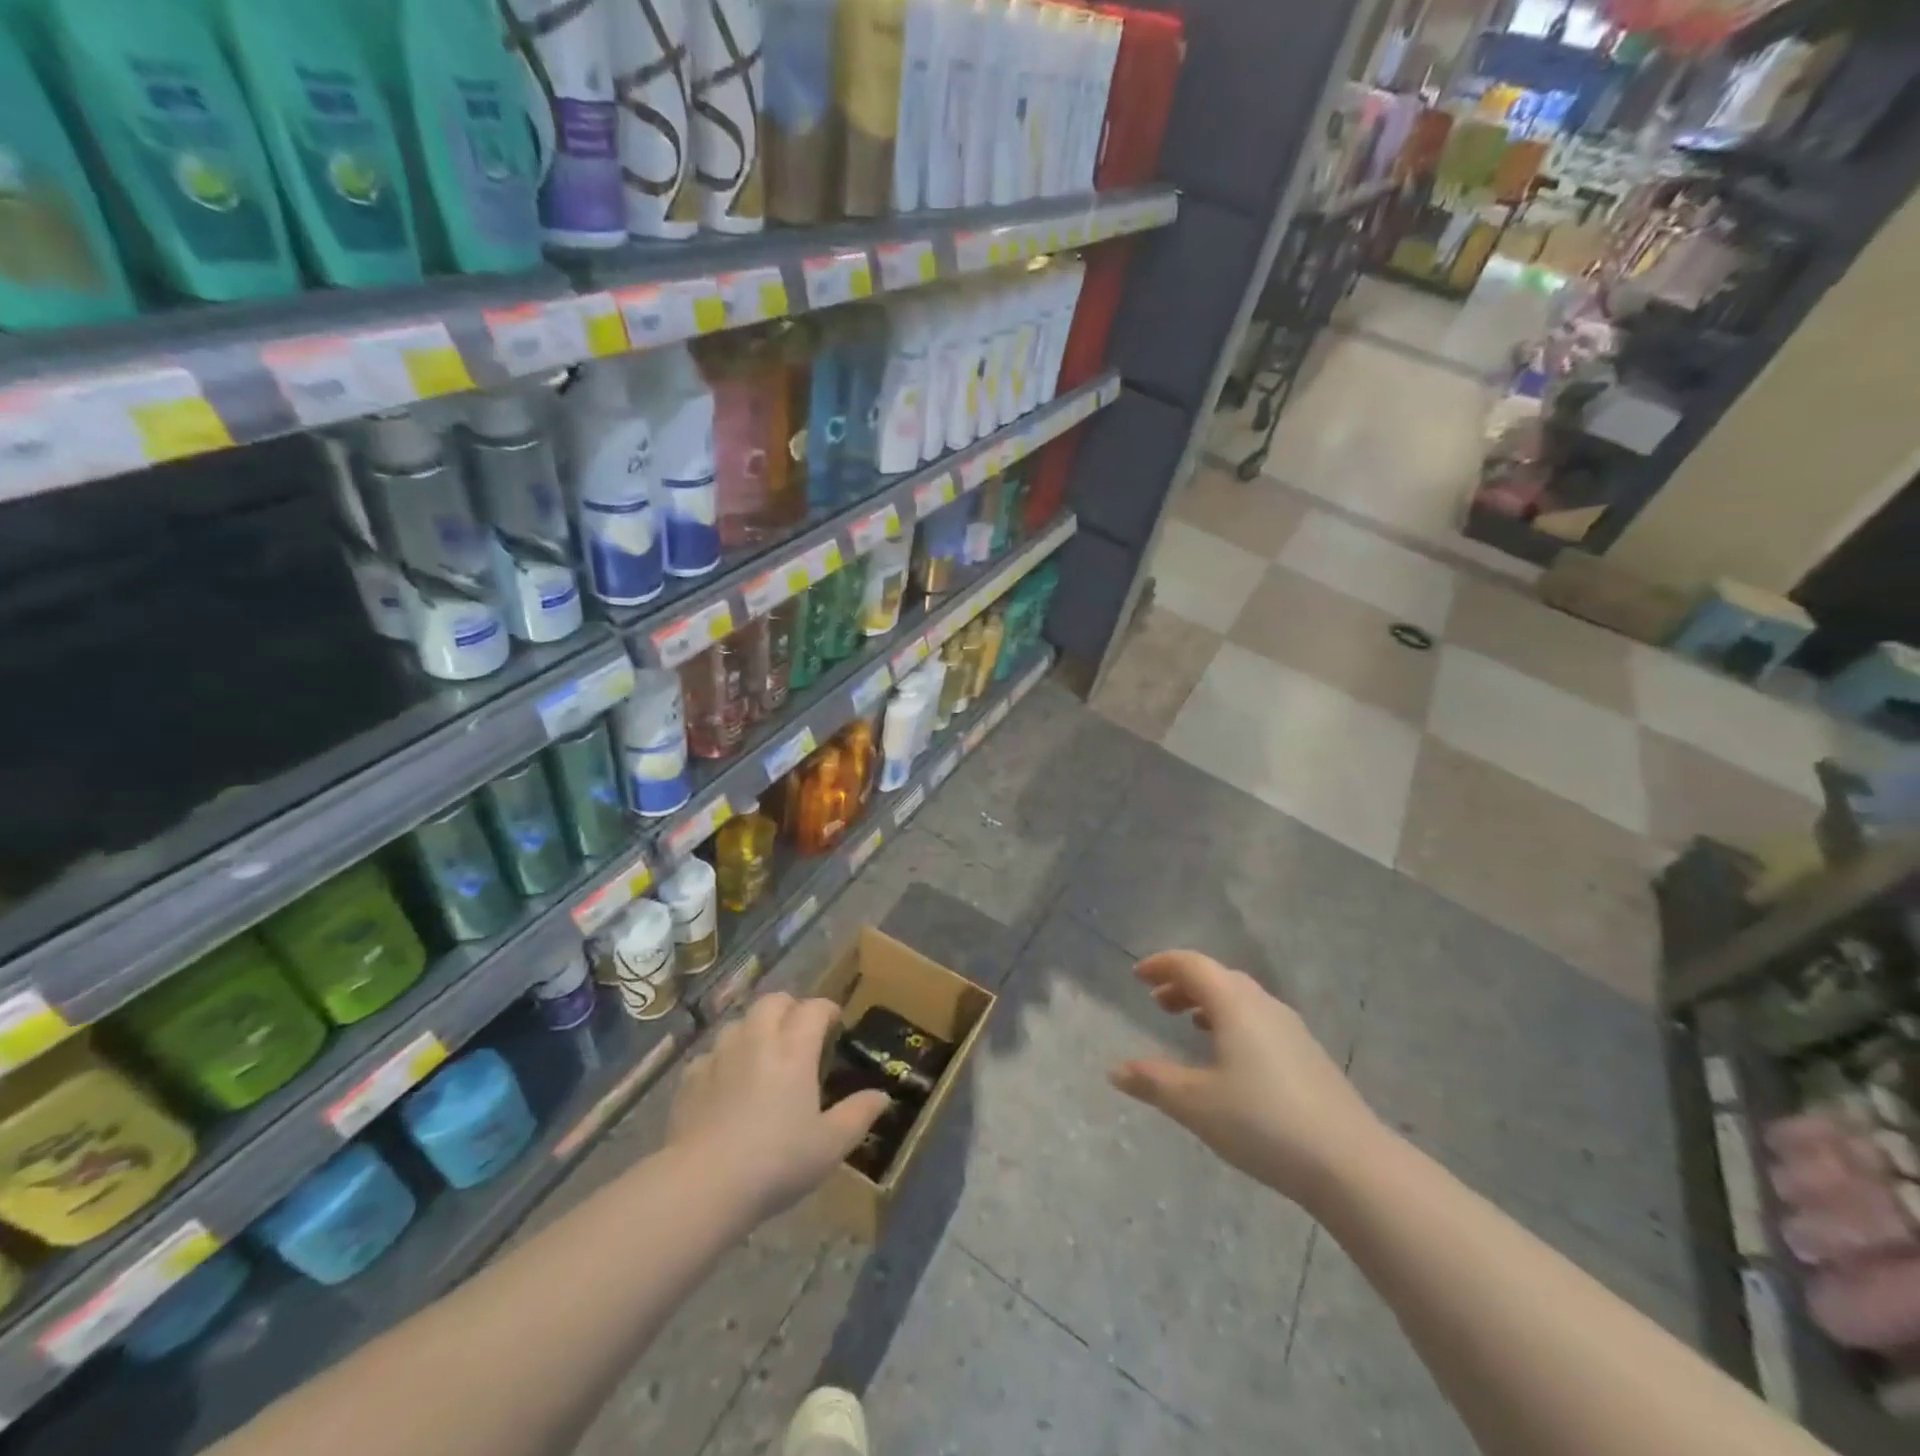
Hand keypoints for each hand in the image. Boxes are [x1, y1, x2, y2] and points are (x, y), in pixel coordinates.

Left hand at [667, 993, 890, 1221]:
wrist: (703, 1184)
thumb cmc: (777, 1161)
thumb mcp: (830, 1145)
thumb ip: (858, 1114)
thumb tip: (882, 1095)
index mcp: (794, 1049)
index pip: (813, 1008)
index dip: (827, 1009)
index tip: (835, 1022)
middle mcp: (757, 1040)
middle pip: (773, 1001)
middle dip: (789, 1008)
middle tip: (798, 1032)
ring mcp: (720, 1055)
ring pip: (739, 1022)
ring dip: (754, 1029)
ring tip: (762, 1054)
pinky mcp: (690, 1077)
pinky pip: (710, 1054)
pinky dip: (722, 1059)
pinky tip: (725, 1082)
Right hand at [1110, 950, 1387, 1206]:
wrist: (1351, 1164)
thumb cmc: (1263, 1123)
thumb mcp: (1197, 1104)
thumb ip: (1153, 1082)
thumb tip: (1114, 1070)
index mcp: (1234, 1004)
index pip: (1191, 965)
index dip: (1161, 965)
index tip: (1137, 976)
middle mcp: (1263, 1005)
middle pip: (1217, 977)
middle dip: (1184, 983)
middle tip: (1157, 1002)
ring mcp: (1291, 1030)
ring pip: (1241, 999)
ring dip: (1209, 1003)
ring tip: (1188, 1023)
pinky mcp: (1308, 1056)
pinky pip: (1259, 1021)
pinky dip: (1233, 1023)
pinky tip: (1230, 1057)